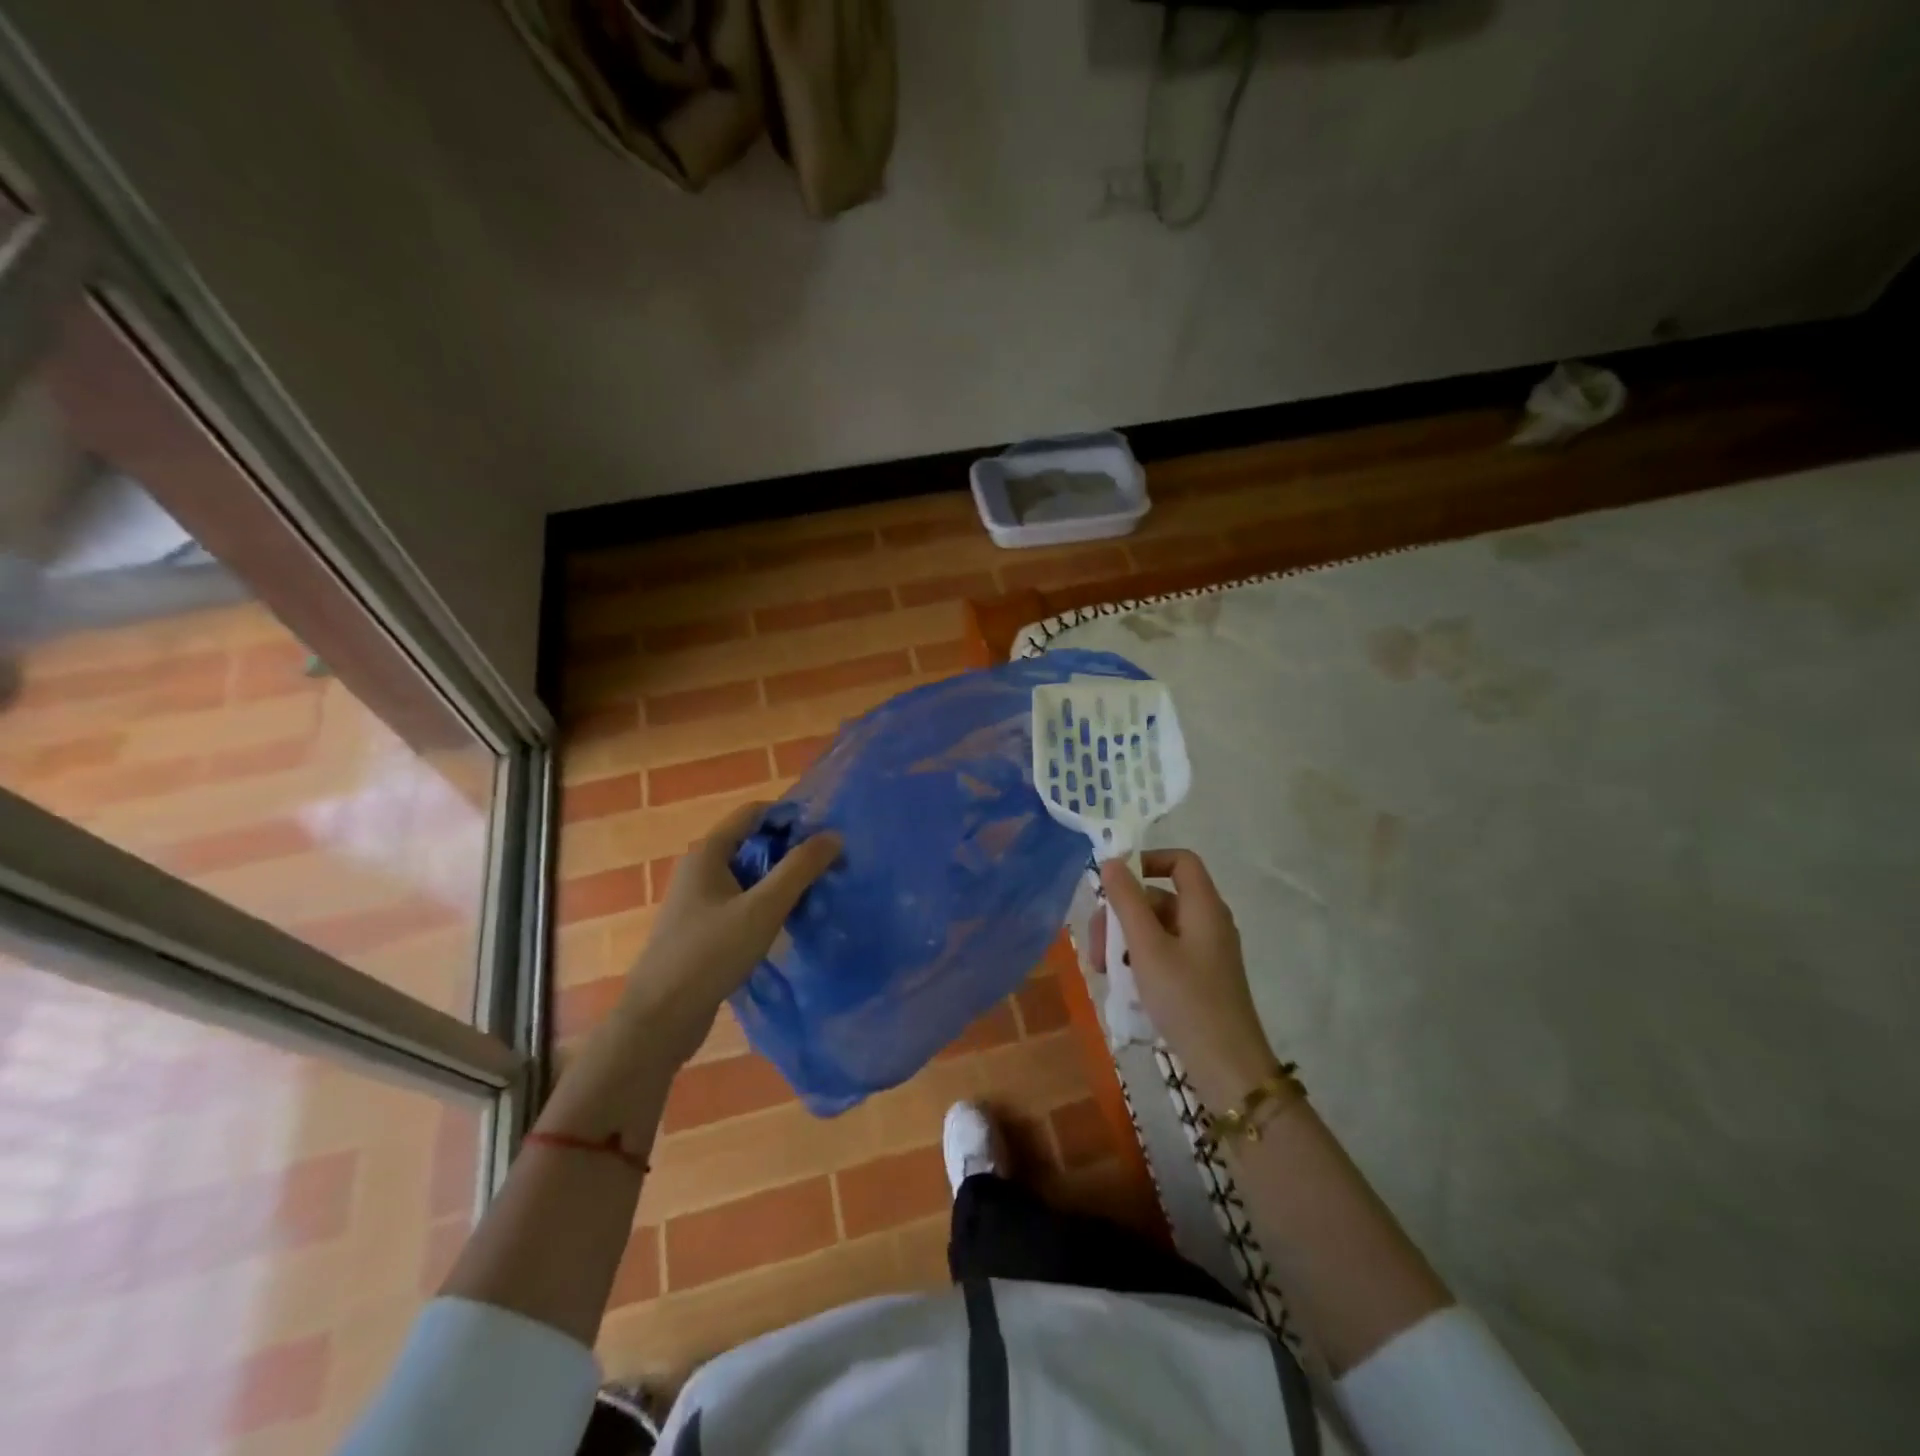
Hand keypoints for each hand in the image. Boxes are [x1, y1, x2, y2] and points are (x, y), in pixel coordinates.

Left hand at [615, 800, 840, 1068]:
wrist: (660, 1019)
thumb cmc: (709, 954)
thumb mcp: (762, 909)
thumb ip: (799, 869)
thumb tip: (834, 835)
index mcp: (708, 853)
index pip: (754, 813)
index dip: (791, 817)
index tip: (826, 835)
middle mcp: (700, 869)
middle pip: (754, 843)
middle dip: (791, 850)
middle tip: (829, 867)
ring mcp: (699, 900)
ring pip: (750, 875)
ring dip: (782, 879)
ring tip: (817, 893)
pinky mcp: (703, 928)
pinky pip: (742, 901)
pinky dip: (767, 903)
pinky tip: (789, 921)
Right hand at [1097, 850, 1276, 1104]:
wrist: (1227, 1067)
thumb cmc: (1186, 999)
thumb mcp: (1147, 947)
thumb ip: (1127, 901)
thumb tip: (1111, 861)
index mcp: (1203, 906)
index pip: (1180, 861)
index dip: (1147, 861)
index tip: (1114, 882)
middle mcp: (1208, 921)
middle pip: (1160, 897)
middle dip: (1122, 913)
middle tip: (1097, 943)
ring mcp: (1206, 951)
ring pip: (1157, 927)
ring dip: (1126, 940)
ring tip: (1104, 970)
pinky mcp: (1201, 977)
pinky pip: (1165, 951)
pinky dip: (1141, 959)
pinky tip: (1123, 984)